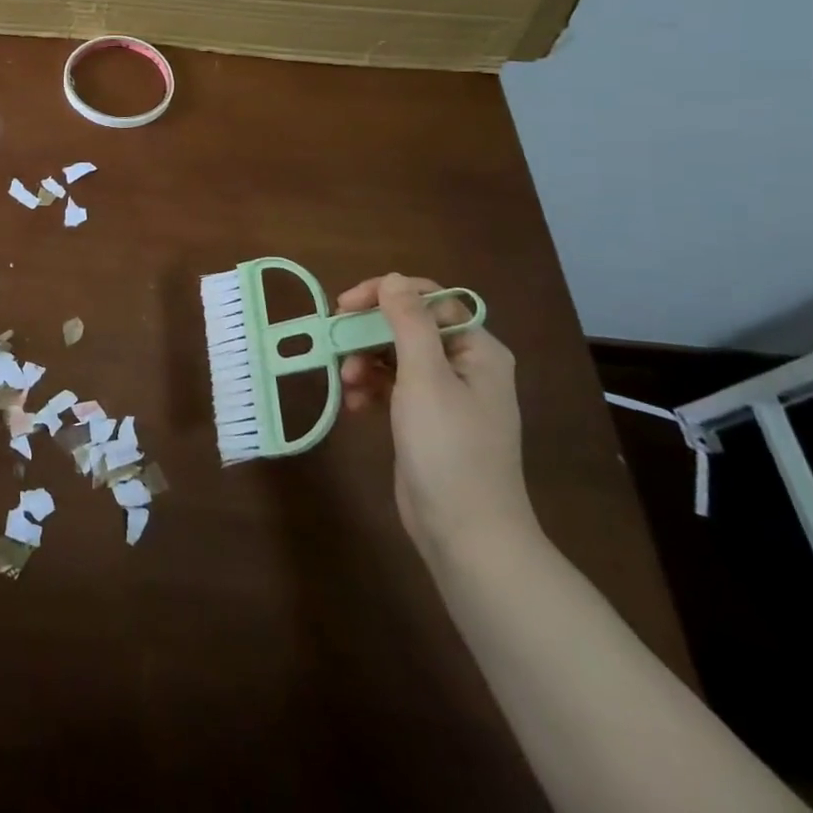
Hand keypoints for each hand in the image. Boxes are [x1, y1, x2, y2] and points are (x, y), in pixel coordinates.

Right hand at [338, 273, 536, 561]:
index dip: (385, 294)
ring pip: (395, 355)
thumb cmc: (449, 449)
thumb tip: (393, 278)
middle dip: (368, 332)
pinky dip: (370, 389)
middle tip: (334, 341)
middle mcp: (466, 365)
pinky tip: (354, 406)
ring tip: (346, 383)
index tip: (345, 306)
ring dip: (364, 361)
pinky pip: (392, 386)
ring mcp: (447, 394)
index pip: (429, 299)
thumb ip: (408, 323)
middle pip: (407, 325)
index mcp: (478, 350)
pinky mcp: (427, 420)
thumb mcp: (425, 377)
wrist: (467, 534)